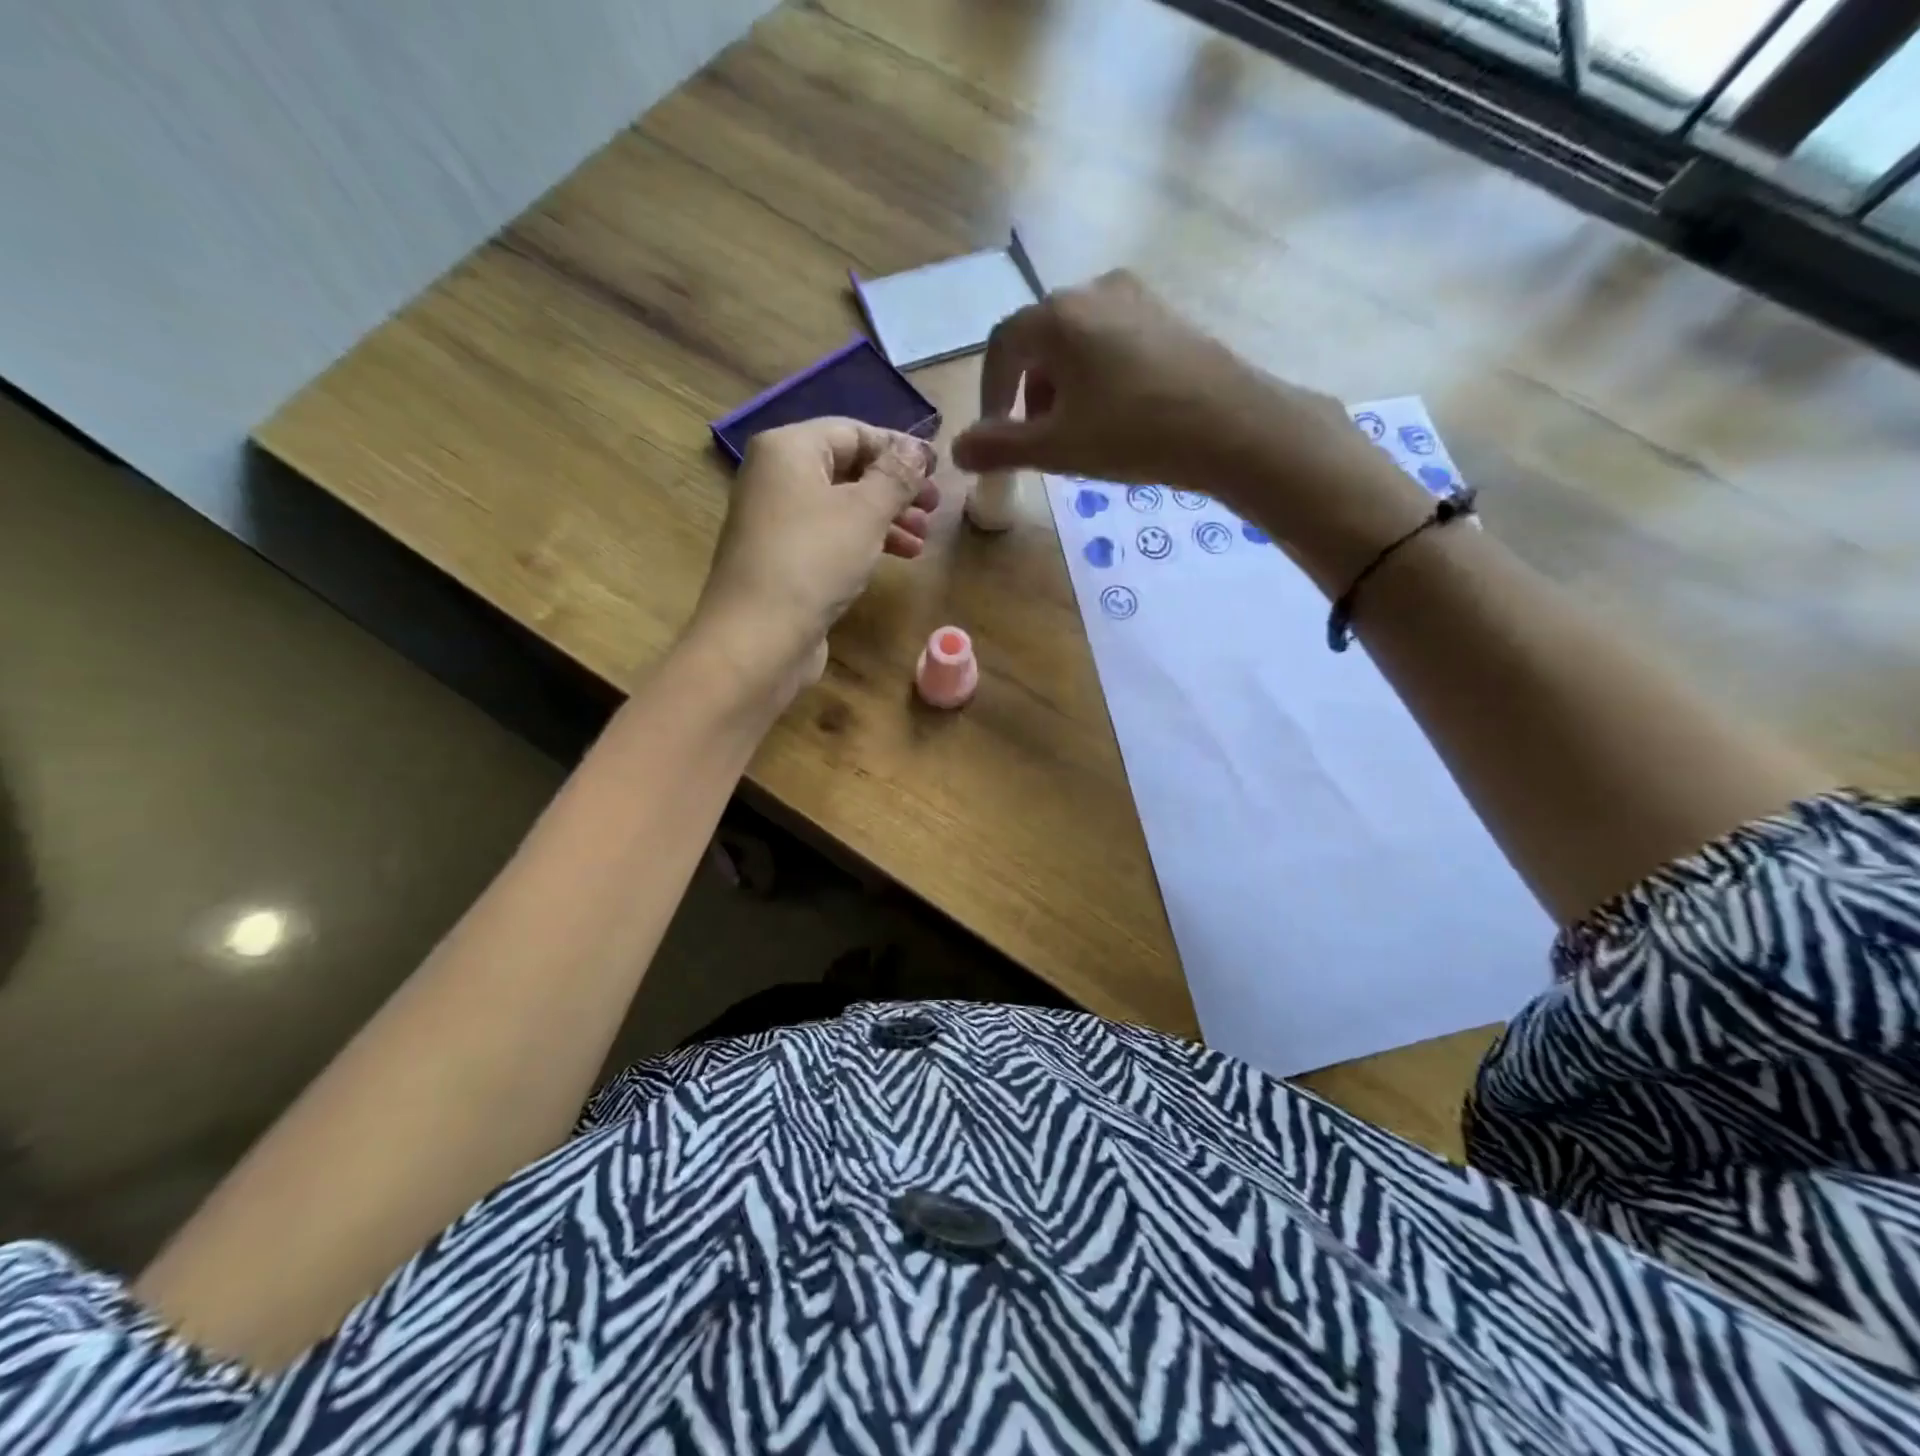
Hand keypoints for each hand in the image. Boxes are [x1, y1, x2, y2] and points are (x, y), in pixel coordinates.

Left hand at [687, 418, 938, 708]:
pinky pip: (830, 536)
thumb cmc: (814, 560)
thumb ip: (896, 475)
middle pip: (847, 469)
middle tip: (935, 507)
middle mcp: (776, 477)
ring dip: (886, 518)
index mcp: (788, 449)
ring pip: (842, 506)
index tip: (937, 470)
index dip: (898, 448)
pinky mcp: (782, 559)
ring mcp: (776, 521)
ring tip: (922, 538)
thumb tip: (918, 448)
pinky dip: (864, 541)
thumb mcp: (865, 511)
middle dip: (895, 488)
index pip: (852, 431)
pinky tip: (897, 557)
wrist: (758, 638)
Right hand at [951, 271, 1427, 587]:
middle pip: (1039, 340)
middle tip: (1038, 438)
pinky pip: (1111, 341)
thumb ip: (999, 447)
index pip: (1001, 347)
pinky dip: (1096, 375)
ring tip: (1077, 431)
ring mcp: (1135, 298)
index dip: (990, 393)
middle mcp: (1092, 291)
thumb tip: (957, 450)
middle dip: (1028, 392)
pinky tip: (1115, 413)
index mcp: (1057, 316)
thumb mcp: (1056, 448)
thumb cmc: (1132, 434)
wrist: (1231, 426)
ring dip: (1061, 386)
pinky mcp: (1166, 315)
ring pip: (1076, 341)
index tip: (994, 435)